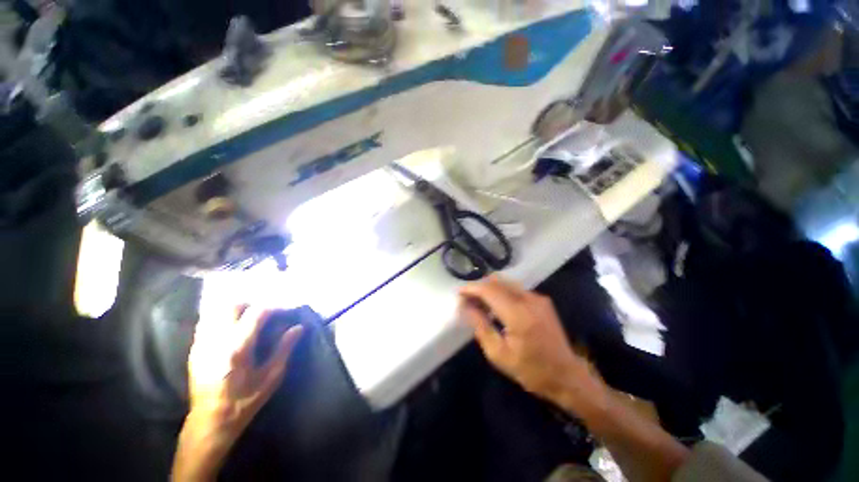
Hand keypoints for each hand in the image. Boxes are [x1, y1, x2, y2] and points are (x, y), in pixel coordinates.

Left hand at [172, 306, 302, 480]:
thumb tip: (298, 327)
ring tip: (249, 320)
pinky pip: (208, 322)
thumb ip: (284, 348)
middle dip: (253, 305)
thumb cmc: (245, 401)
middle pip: (233, 305)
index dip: (274, 308)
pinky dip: (223, 318)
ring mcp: (202, 344)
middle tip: (266, 315)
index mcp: (238, 348)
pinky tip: (233, 330)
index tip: (285, 312)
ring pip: (217, 311)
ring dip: (236, 310)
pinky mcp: (195, 349)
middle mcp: (217, 341)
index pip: (256, 313)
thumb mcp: (271, 377)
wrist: (210, 421)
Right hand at [459, 276, 606, 412]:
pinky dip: (501, 293)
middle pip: (496, 281)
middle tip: (468, 301)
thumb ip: (479, 325)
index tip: (458, 293)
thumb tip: (464, 306)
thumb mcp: (498, 354)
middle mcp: (529, 299)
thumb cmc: (530, 371)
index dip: (471, 289)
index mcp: (518, 314)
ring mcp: (537, 298)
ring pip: (505, 283)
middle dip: (479, 287)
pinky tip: (497, 307)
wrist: (567, 377)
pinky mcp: (542, 300)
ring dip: (490, 289)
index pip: (488, 290)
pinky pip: (515, 289)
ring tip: (480, 304)